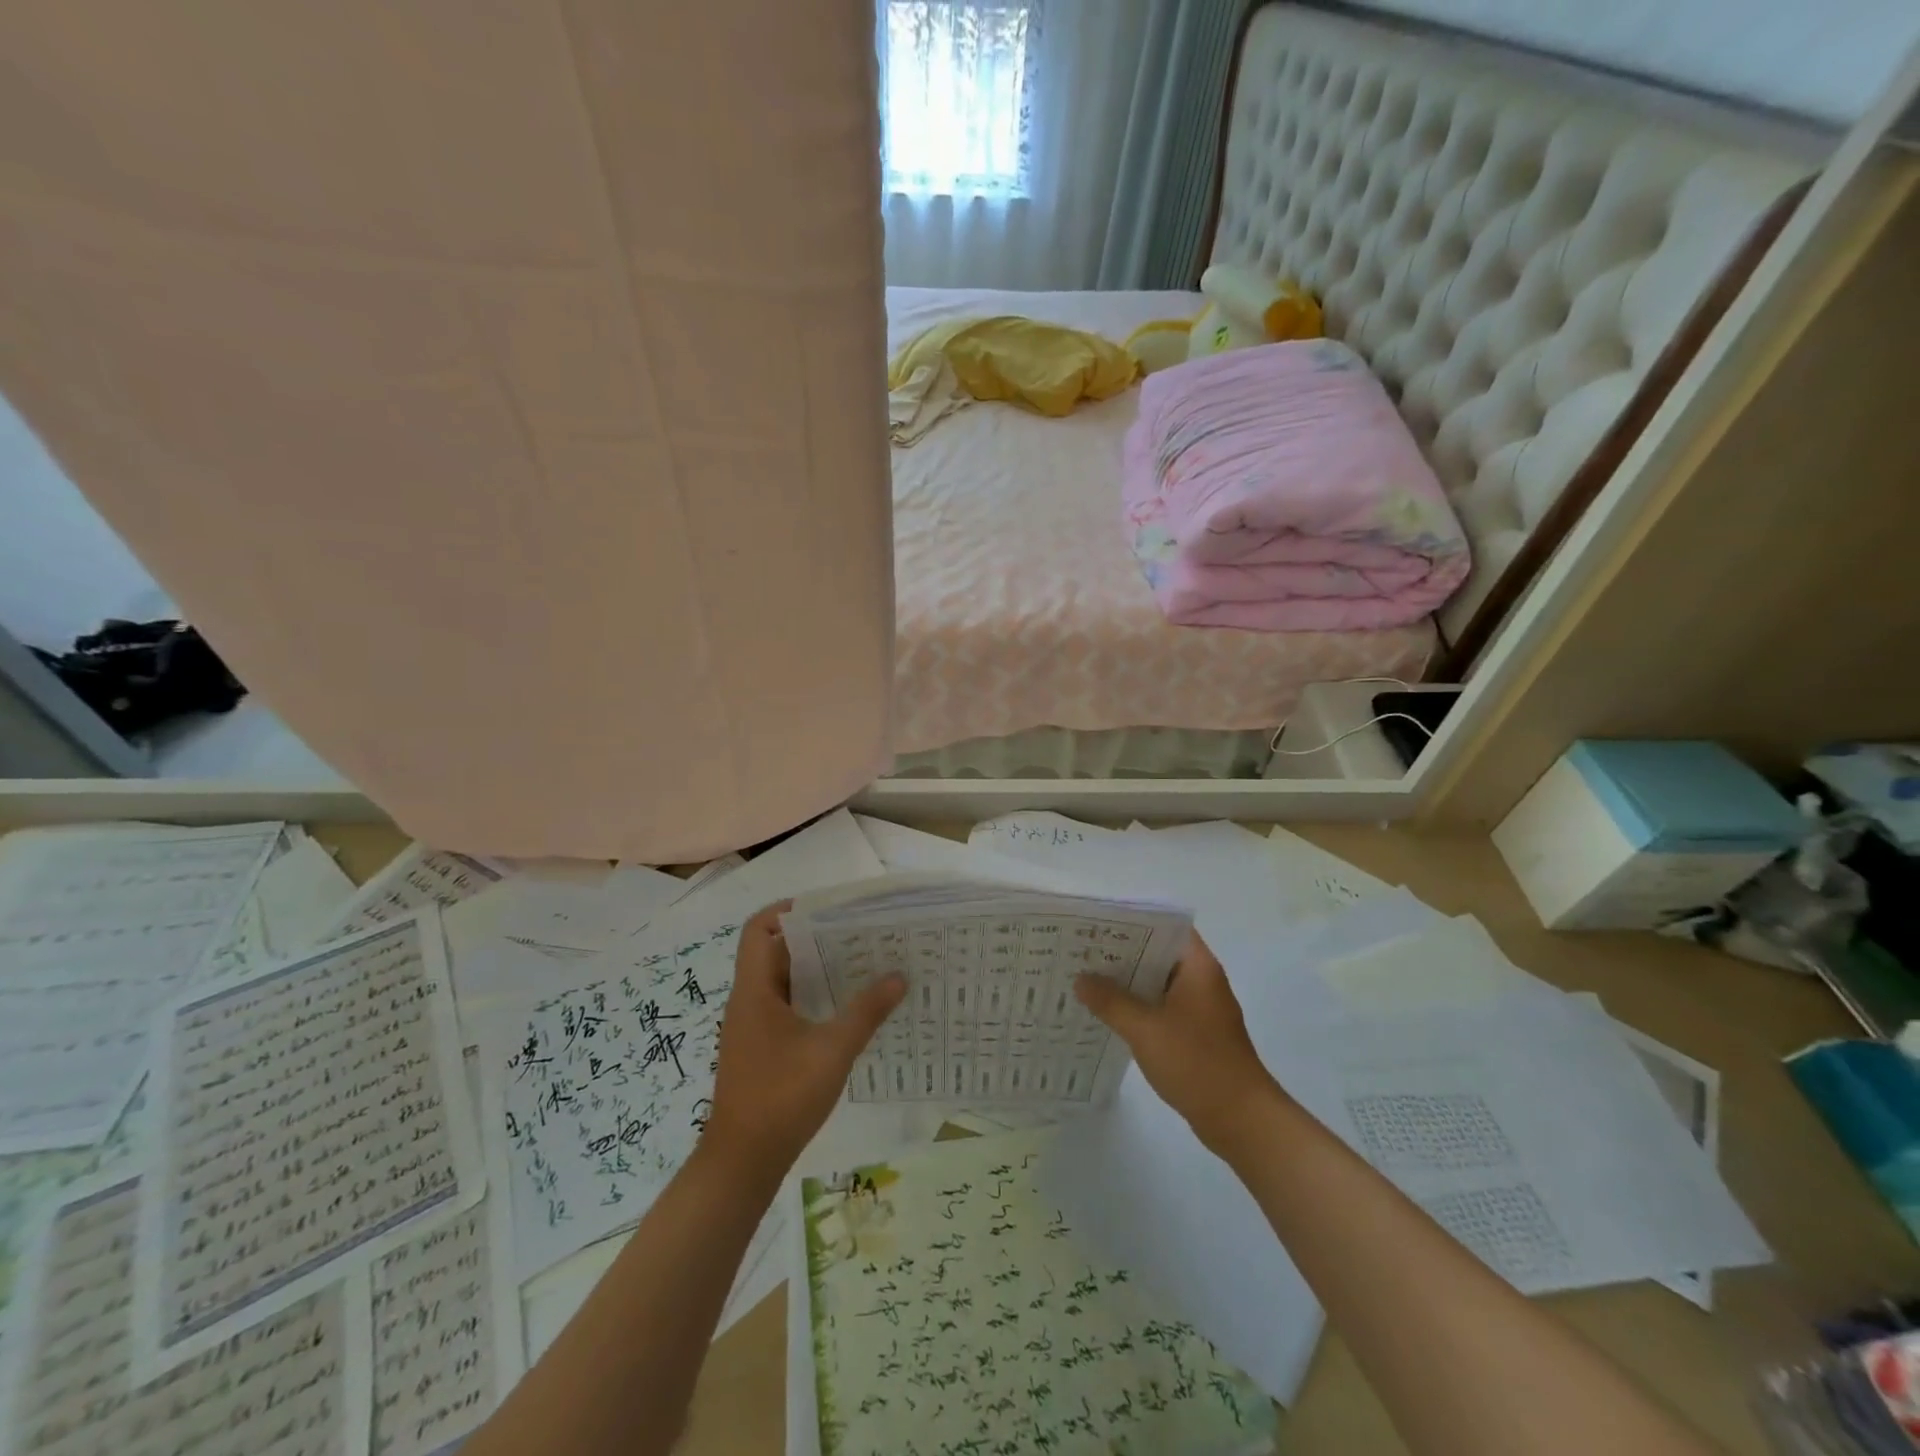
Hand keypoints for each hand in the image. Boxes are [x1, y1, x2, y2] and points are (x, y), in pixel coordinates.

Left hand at [707, 902, 905, 1173]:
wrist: (742, 1163)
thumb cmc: (782, 1097)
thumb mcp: (832, 1050)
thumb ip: (866, 1011)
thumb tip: (898, 976)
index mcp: (755, 990)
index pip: (759, 928)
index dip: (788, 910)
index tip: (829, 910)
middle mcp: (749, 1000)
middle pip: (776, 950)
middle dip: (816, 938)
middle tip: (859, 933)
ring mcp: (753, 1026)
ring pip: (783, 980)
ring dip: (817, 969)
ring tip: (861, 963)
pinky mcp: (761, 1048)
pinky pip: (787, 1006)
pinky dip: (813, 997)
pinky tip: (847, 1008)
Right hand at [1075, 931, 1277, 1154]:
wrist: (1241, 1120)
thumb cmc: (1196, 1063)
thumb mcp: (1145, 1029)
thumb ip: (1110, 1001)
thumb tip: (1081, 979)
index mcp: (1197, 966)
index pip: (1164, 926)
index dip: (1132, 920)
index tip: (1098, 922)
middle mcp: (1202, 980)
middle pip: (1158, 953)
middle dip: (1122, 952)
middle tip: (1082, 949)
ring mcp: (1200, 1008)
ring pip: (1157, 983)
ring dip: (1128, 982)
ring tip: (1086, 977)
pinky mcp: (1196, 1034)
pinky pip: (1161, 1008)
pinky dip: (1138, 1007)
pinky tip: (1108, 1014)